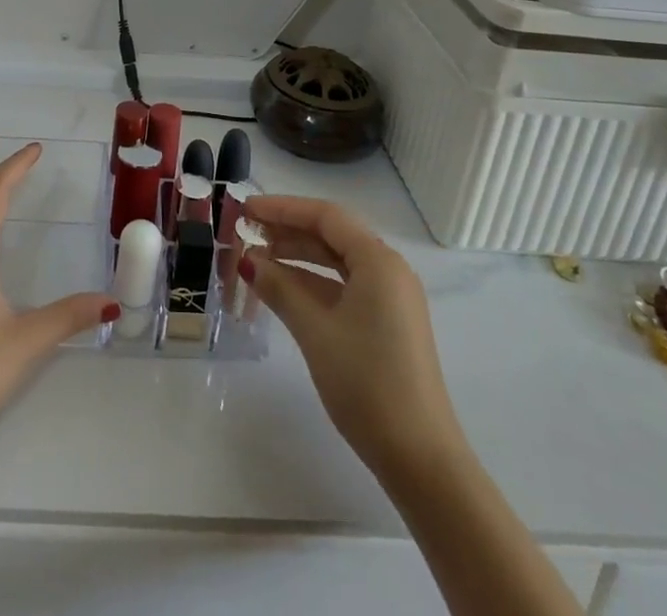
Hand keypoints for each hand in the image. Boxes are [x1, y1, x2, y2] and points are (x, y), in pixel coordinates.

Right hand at [241, 195, 463, 475]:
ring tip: (255, 258)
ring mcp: (390, 298)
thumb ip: (280, 288)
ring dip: (297, 256)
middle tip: (245, 231)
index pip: (325, 216)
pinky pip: (344, 286)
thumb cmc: (367, 383)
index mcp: (378, 261)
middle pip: (332, 235)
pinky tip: (283, 289)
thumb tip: (248, 260)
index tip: (246, 208)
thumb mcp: (315, 331)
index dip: (282, 208)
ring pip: (337, 261)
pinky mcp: (387, 323)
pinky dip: (313, 282)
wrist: (420, 459)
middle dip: (287, 230)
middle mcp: (388, 270)